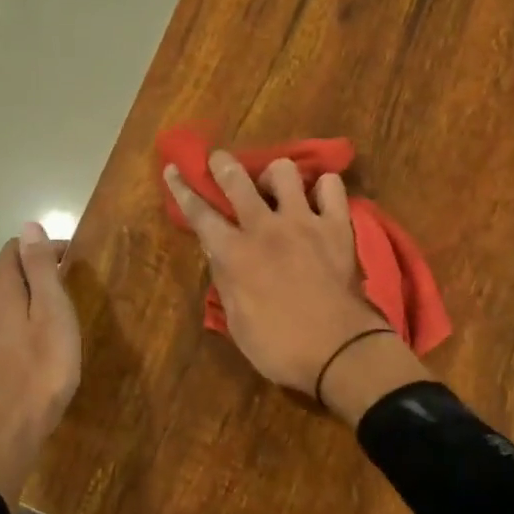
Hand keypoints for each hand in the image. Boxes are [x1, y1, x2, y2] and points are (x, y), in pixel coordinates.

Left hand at [0, 222, 80, 510]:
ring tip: (56, 321)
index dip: (45, 250)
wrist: (9, 434)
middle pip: (7, 275)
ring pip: (2, 303)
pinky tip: (35, 346)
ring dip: (27, 302)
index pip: (16, 249)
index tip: (74, 265)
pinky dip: (17, 325)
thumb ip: (40, 268)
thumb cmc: (42, 370)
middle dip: (37, 275)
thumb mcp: (53, 313)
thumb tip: (28, 225)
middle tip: (71, 294)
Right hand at [163, 152, 393, 396]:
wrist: (340, 352)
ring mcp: (304, 222)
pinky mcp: (337, 226)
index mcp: (234, 253)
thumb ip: (225, 278)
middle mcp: (265, 227)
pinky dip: (322, 189)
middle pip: (236, 179)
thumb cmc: (279, 347)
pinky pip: (331, 187)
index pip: (200, 212)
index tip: (173, 168)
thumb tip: (217, 250)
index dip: (182, 188)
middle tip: (220, 162)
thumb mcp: (237, 320)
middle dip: (222, 164)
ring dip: (274, 176)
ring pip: (284, 171)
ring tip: (276, 189)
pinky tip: (317, 199)